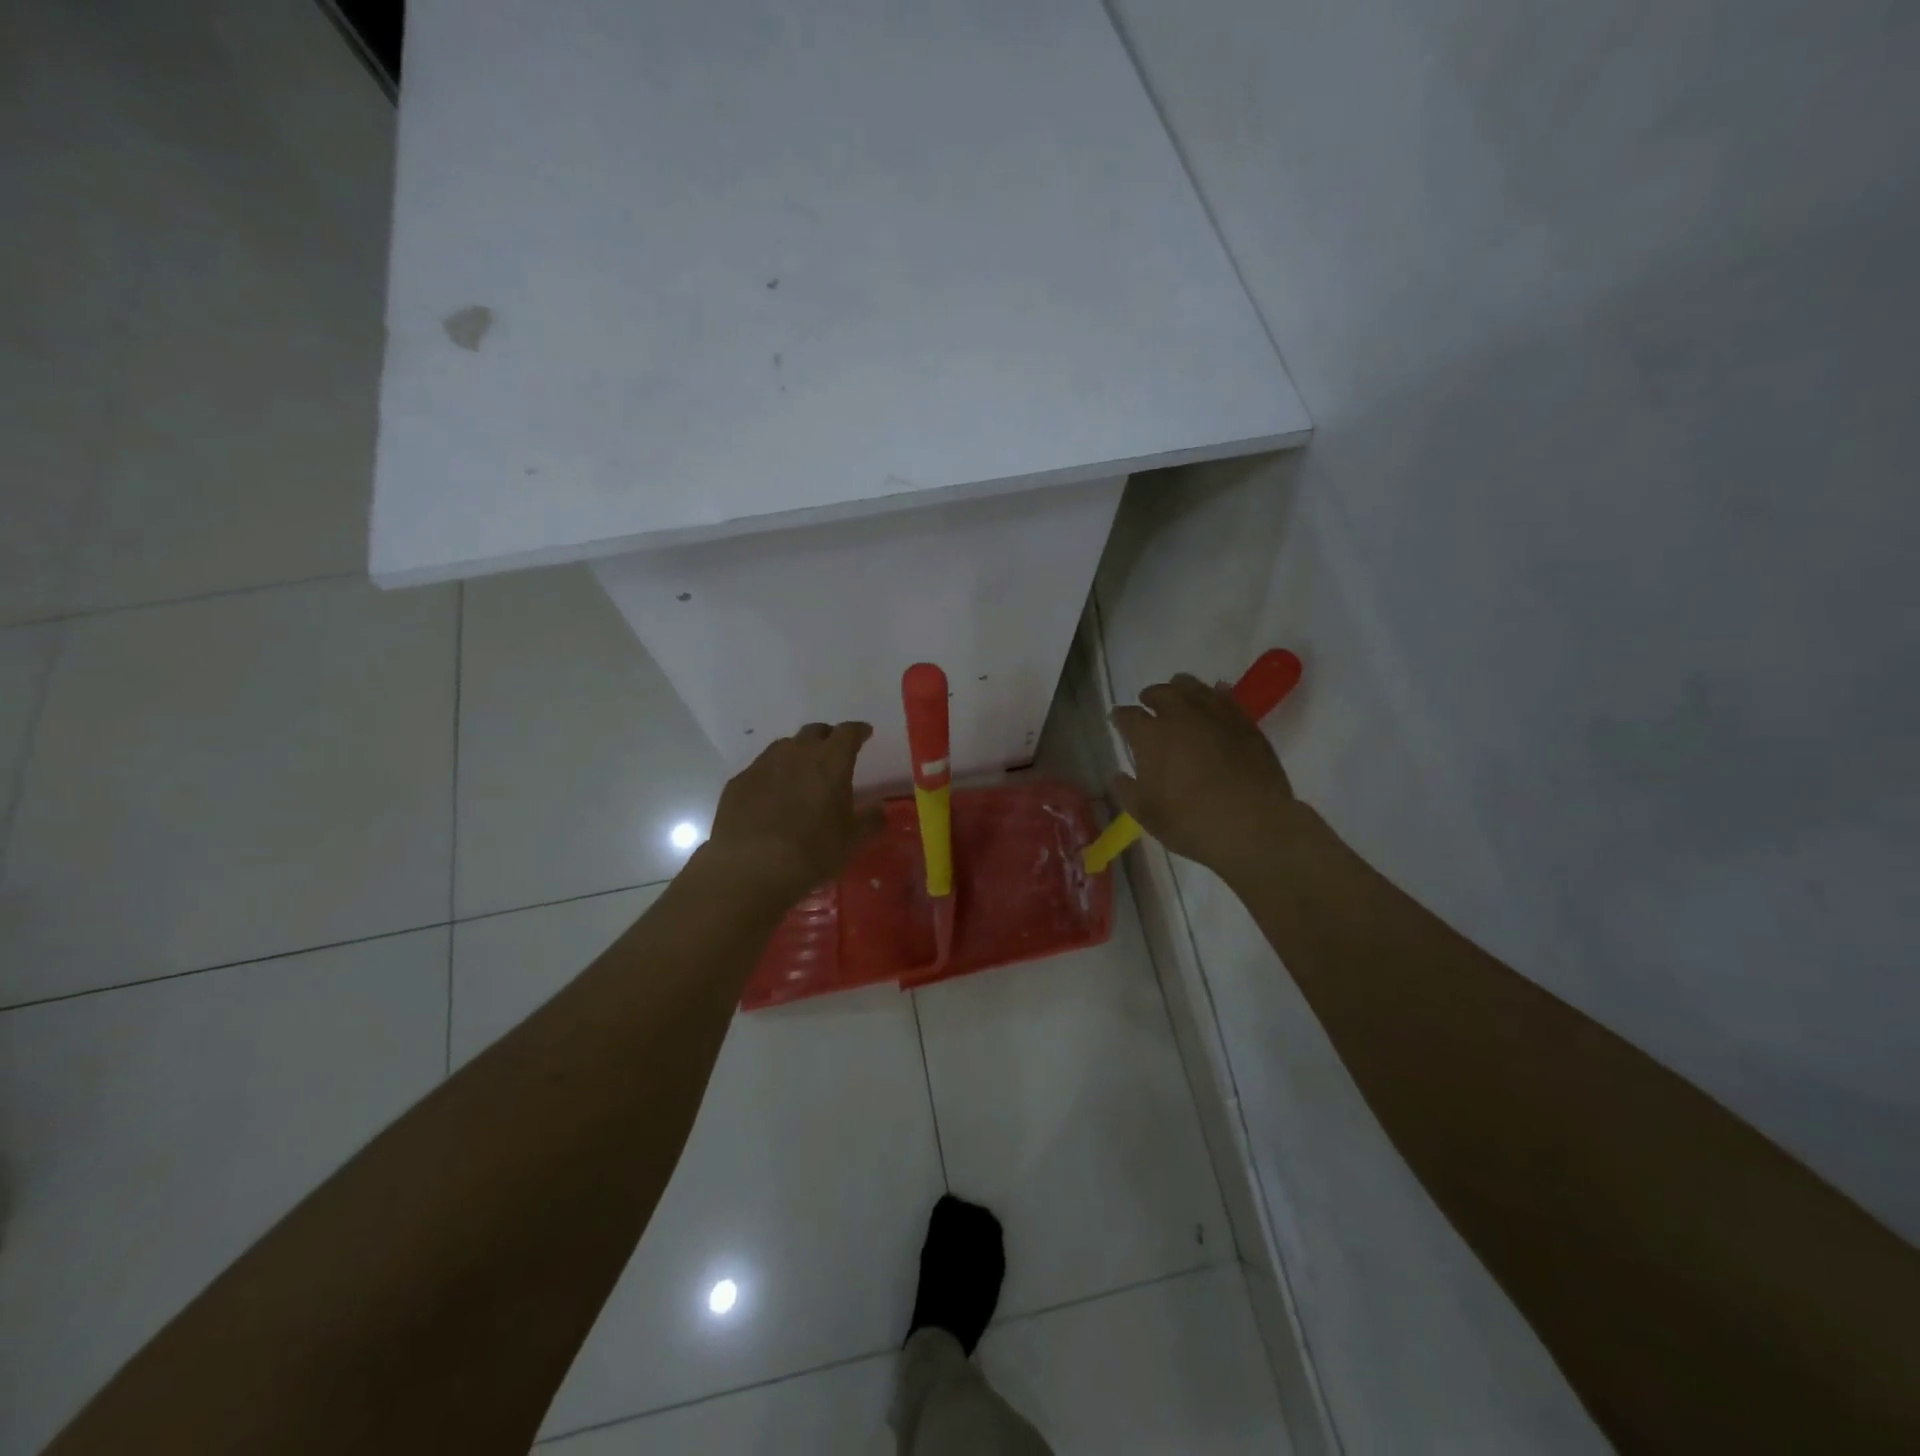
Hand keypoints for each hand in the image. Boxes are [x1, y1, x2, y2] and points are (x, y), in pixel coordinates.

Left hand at [704, 721, 885, 905]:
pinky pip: (760, 769)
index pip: (848, 732)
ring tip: (801, 772)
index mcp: (831, 761)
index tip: (865, 734)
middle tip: (833, 752)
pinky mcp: (738, 782)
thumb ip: (870, 820)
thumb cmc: (812, 851)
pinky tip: (770, 796)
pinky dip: (771, 775)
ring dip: (797, 753)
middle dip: (827, 737)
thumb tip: (880, 810)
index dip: (858, 731)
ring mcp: (763, 764)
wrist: (750, 867)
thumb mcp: (852, 840)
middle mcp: (797, 753)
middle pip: (814, 731)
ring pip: (784, 747)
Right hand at [1111, 674, 1299, 876]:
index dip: (1120, 717)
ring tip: (1179, 691)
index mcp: (1150, 736)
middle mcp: (1180, 716)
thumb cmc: (1190, 822)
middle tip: (1147, 700)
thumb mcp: (1147, 814)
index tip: (1117, 719)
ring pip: (1195, 688)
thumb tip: (1118, 776)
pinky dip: (1217, 693)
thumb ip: (1128, 791)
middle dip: (1151, 695)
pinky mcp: (1245, 723)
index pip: (1128, 716)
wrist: (1252, 825)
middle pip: (1162, 693)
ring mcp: (1216, 716)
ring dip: (1182, 687)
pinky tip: (1216, 694)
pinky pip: (1227, 698)